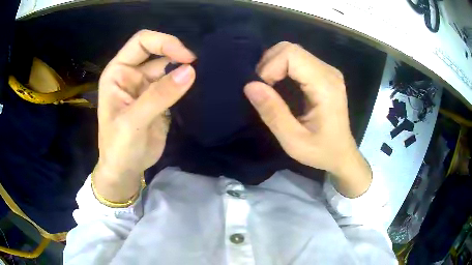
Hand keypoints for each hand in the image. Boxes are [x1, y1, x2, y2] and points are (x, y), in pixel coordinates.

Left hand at [95, 30, 195, 201]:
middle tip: (199, 66)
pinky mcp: (158, 98)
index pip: (141, 42)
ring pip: (169, 67)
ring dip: (184, 69)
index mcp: (118, 72)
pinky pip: (174, 83)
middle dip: (177, 55)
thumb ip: (159, 96)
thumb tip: (190, 71)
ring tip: (204, 74)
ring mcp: (146, 86)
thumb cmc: (119, 147)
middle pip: (158, 52)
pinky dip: (186, 83)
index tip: (185, 57)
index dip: (164, 42)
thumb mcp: (133, 121)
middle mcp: (131, 74)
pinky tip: (198, 85)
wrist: (125, 170)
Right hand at [244, 42, 370, 196]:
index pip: (291, 54)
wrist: (341, 154)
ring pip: (292, 51)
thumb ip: (273, 113)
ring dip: (273, 65)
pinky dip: (281, 67)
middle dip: (269, 64)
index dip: (269, 67)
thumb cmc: (321, 152)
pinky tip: (279, 84)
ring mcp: (327, 70)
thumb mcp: (293, 141)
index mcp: (325, 85)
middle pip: (290, 48)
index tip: (263, 91)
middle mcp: (328, 71)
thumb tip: (249, 85)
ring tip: (269, 88)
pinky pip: (297, 59)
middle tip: (263, 89)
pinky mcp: (324, 73)